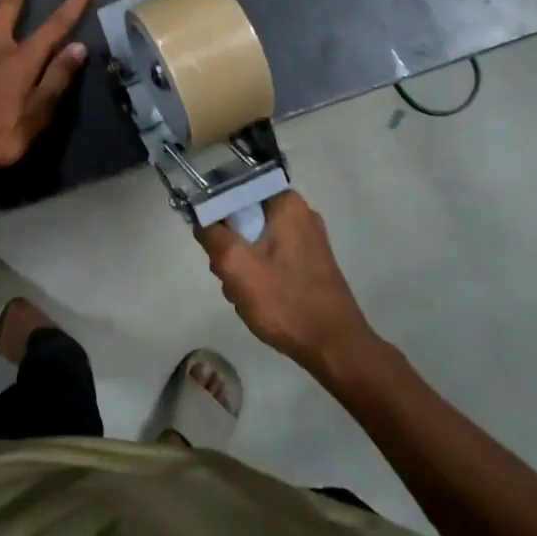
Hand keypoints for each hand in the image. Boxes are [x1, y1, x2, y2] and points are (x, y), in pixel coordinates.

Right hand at [196, 192, 374, 375]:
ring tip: (242, 293)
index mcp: (286, 203)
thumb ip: (213, 236)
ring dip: (242, 265)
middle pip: (245, 217)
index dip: (217, 211)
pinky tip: (257, 299)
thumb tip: (202, 220)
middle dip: (230, 244)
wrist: (334, 347)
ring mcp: (307, 240)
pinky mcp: (309, 263)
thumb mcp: (237, 266)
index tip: (212, 239)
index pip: (237, 188)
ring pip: (255, 240)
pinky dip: (259, 274)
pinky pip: (270, 257)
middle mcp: (300, 213)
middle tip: (227, 272)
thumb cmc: (285, 301)